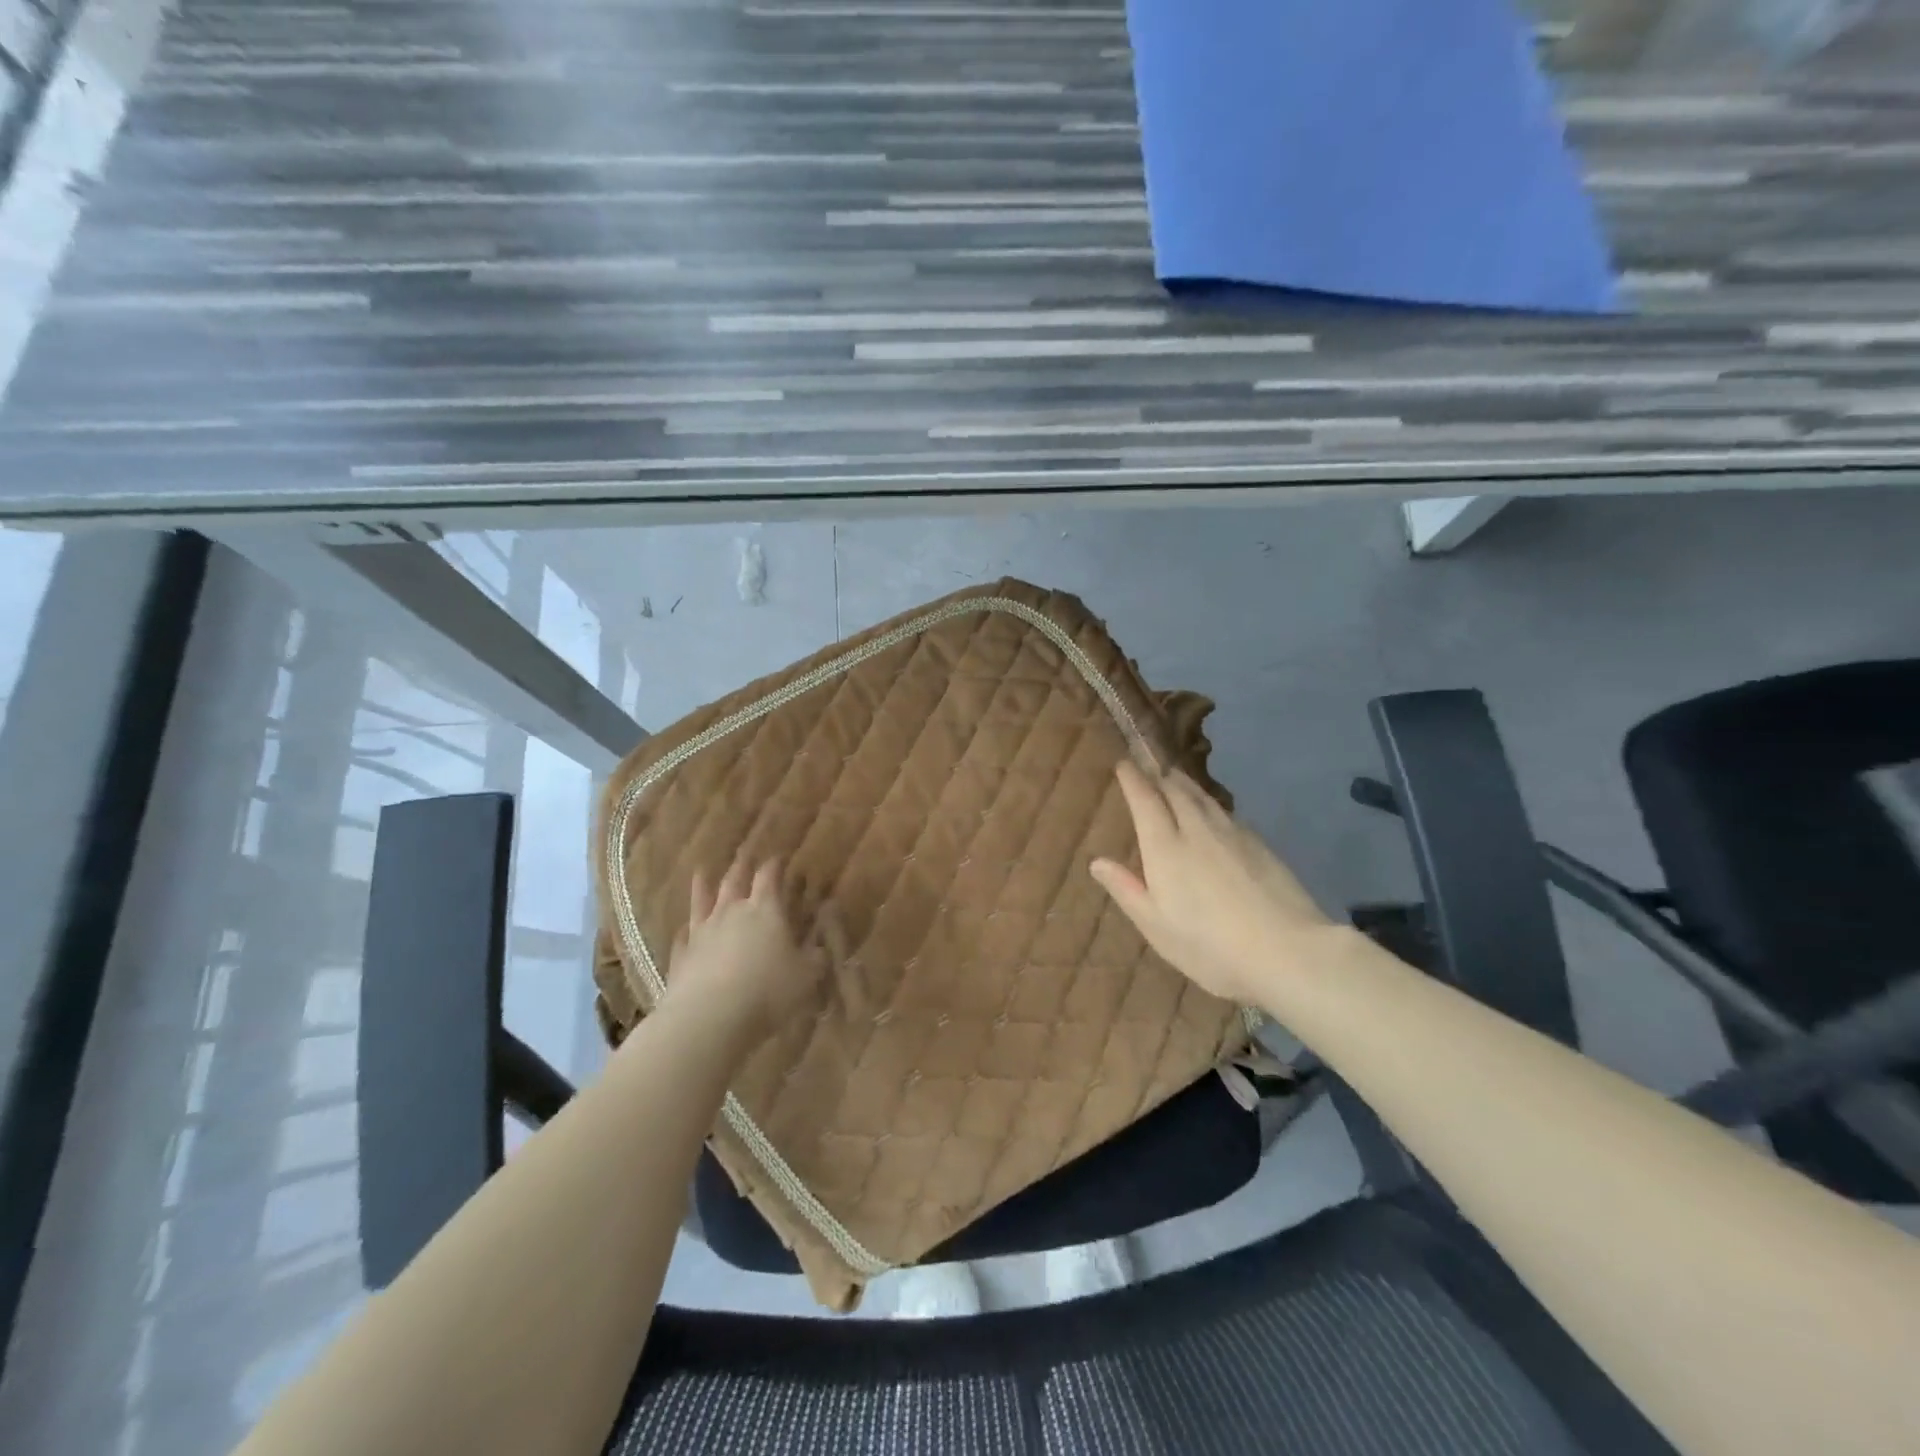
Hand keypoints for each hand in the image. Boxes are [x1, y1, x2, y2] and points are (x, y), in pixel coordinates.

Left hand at [662, 858, 830, 1047]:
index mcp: (765, 909)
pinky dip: (686, 929)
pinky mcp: (682, 956)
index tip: (780, 856)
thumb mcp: (806, 975)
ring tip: (702, 871)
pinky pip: (683, 936)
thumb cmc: (767, 991)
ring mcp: (702, 932)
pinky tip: (684, 929)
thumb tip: (823, 940)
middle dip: (742, 865)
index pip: (770, 876)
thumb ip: (815, 954)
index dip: (776, 864)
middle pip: (735, 879)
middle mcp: (731, 911)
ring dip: (704, 885)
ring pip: (702, 900)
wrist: (709, 1017)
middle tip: (745, 854)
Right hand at [1090, 761, 1337, 1007]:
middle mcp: (1197, 830)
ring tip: (1175, 778)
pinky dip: (1210, 803)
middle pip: (1175, 790)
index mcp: (1165, 848)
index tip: (1123, 763)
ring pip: (1203, 798)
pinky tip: (1213, 813)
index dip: (1133, 779)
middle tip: (1148, 765)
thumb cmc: (1210, 946)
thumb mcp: (1156, 927)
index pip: (1145, 800)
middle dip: (1159, 775)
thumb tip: (1097, 862)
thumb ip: (1126, 890)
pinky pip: (1226, 812)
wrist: (1288, 951)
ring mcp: (1233, 834)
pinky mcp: (1260, 845)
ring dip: (1185, 784)